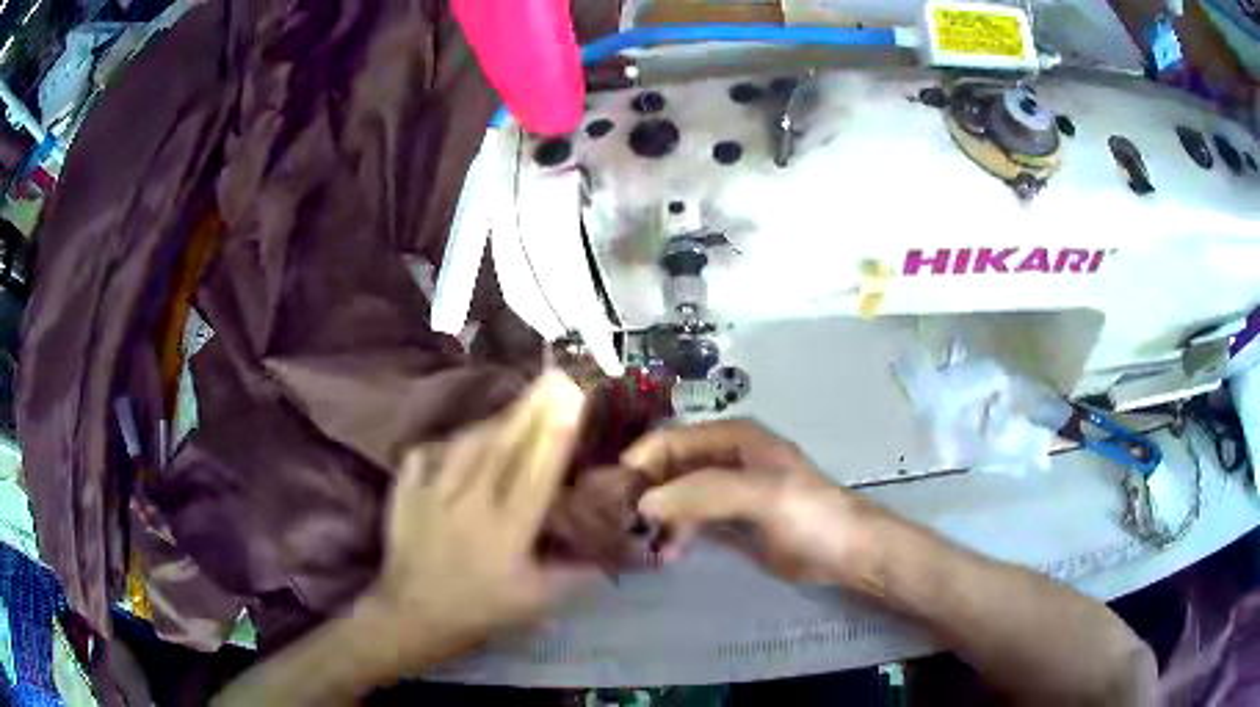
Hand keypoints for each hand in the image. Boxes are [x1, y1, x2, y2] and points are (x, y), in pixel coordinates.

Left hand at [365, 372, 598, 671]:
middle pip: (504, 446)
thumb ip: (575, 575)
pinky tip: (463, 438)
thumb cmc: (479, 609)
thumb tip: (608, 553)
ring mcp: (432, 491)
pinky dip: (450, 440)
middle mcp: (470, 503)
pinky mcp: (406, 488)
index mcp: (506, 531)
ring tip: (519, 402)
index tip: (573, 398)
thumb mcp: (536, 602)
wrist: (412, 613)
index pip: (536, 475)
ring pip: (468, 442)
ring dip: (496, 419)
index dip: (556, 435)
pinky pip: (430, 450)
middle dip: (532, 408)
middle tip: (555, 377)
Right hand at [623, 419, 878, 585]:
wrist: (844, 552)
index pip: (671, 439)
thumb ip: (704, 493)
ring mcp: (725, 490)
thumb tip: (645, 502)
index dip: (641, 461)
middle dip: (643, 490)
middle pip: (669, 466)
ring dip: (657, 516)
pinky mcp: (728, 520)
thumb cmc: (809, 513)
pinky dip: (673, 533)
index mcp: (732, 438)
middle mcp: (723, 458)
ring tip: (641, 543)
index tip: (613, 494)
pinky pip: (688, 520)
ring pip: (675, 495)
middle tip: (617, 523)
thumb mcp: (762, 495)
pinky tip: (666, 553)